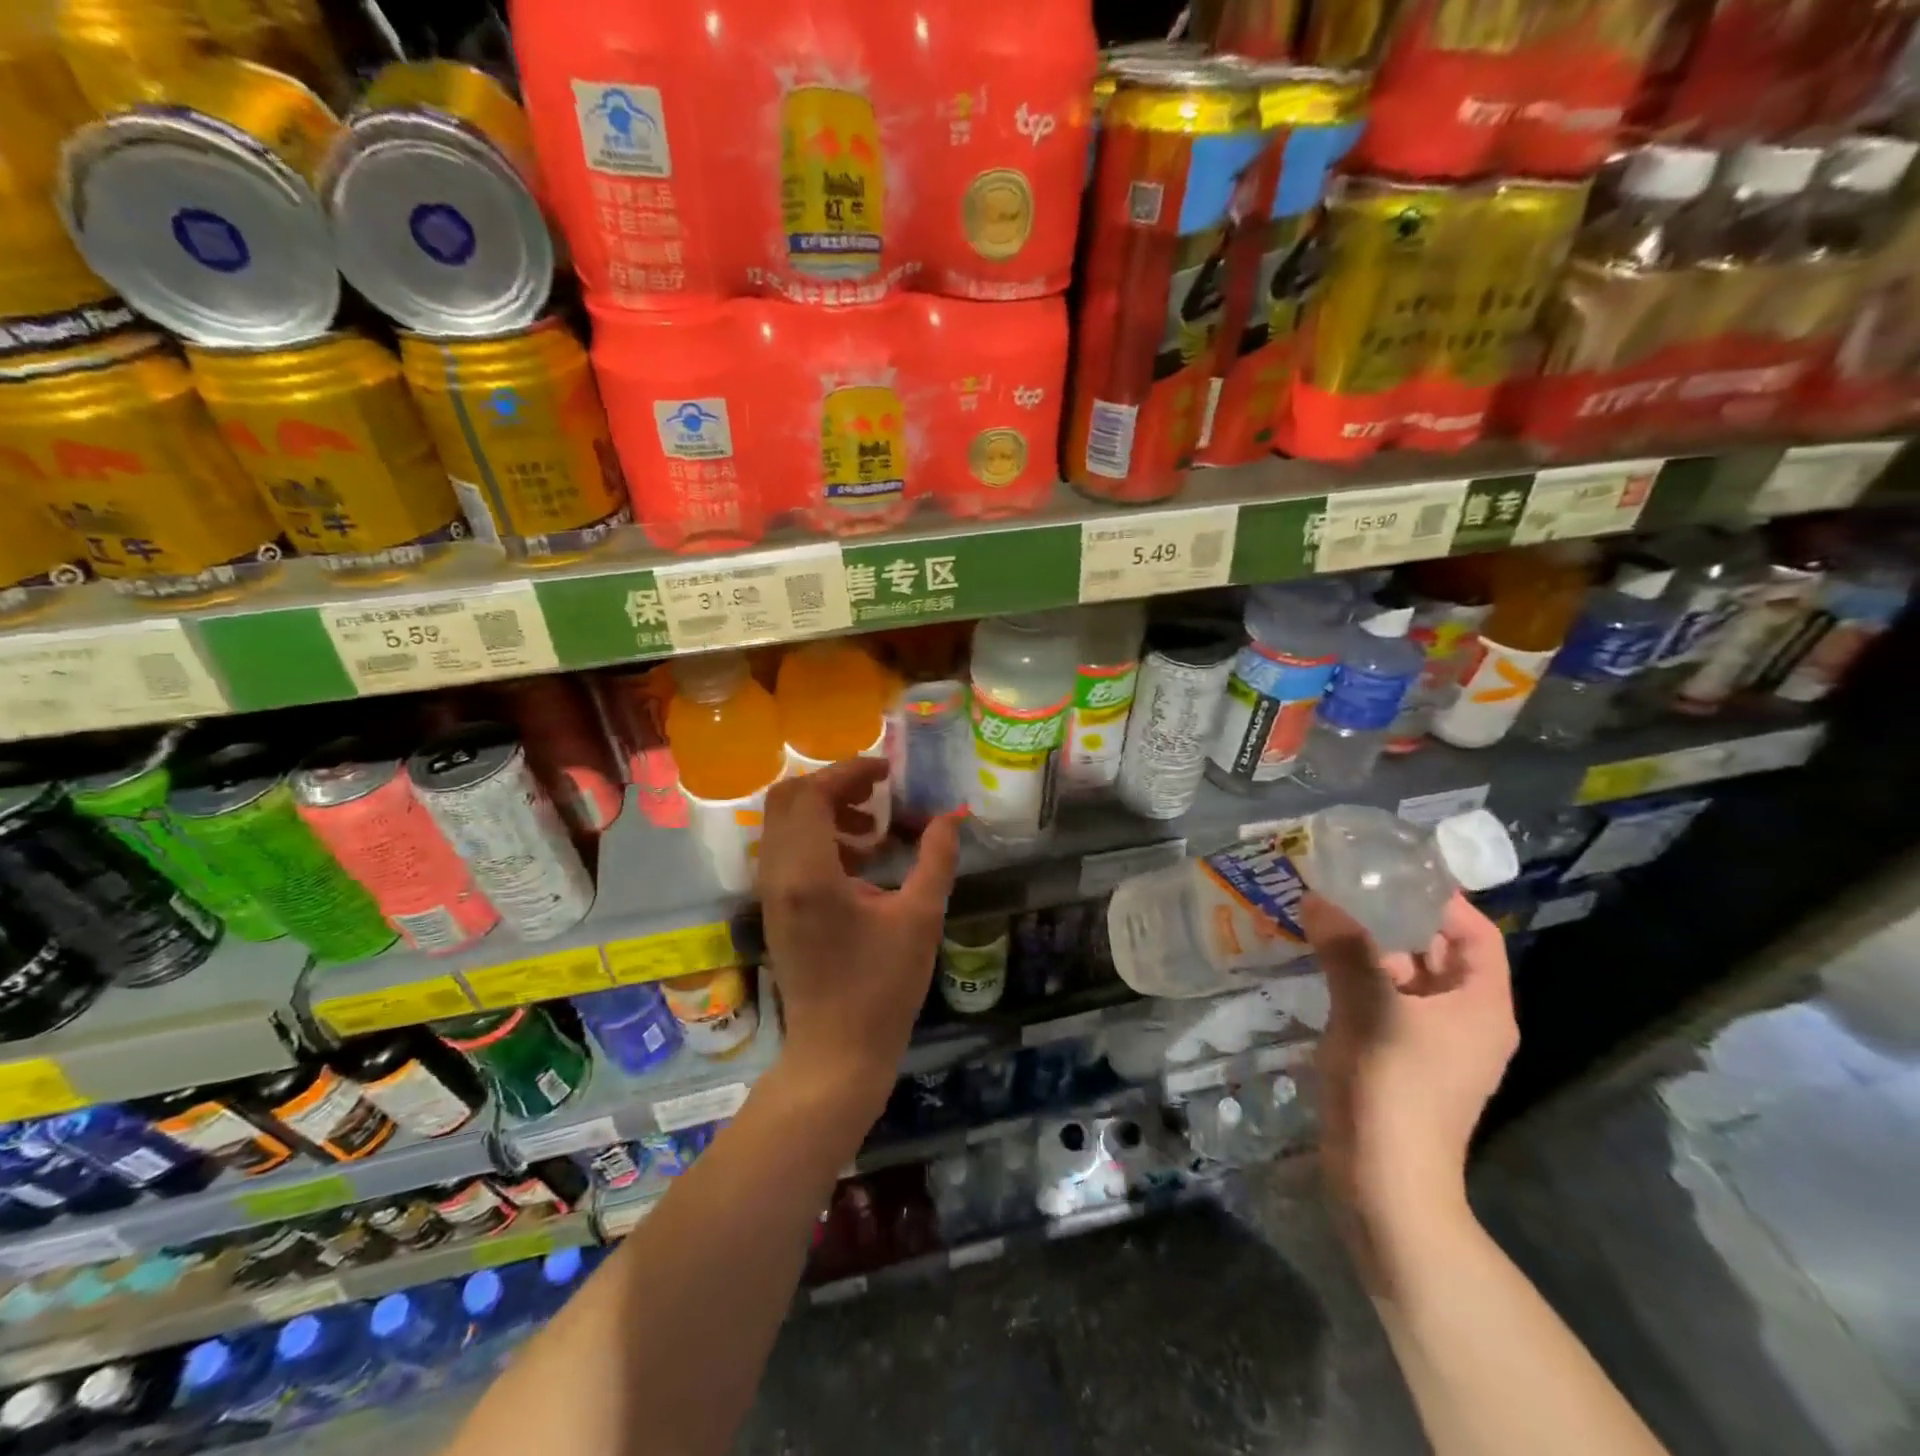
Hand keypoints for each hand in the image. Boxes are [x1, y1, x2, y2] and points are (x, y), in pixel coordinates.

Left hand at [757, 759, 959, 1105]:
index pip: (812, 794)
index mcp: (809, 874)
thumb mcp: (921, 919)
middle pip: (788, 798)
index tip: (887, 771)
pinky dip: (820, 838)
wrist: (836, 1053)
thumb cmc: (882, 989)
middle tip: (878, 793)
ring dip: (826, 811)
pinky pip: (788, 850)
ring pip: (784, 823)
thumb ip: (936, 859)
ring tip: (875, 829)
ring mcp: (772, 892)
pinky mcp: (776, 908)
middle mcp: (779, 875)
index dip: (849, 771)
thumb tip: (951, 816)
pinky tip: (862, 861)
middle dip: (833, 785)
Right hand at [1300, 891, 1516, 1231]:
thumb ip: (1345, 948)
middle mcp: (1464, 1018)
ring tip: (1325, 910)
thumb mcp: (1368, 1007)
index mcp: (1480, 1005)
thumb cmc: (1393, 1087)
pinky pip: (1381, 1000)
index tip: (1393, 869)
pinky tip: (1319, 957)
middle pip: (1436, 951)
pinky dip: (1356, 975)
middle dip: (1393, 916)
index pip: (1476, 933)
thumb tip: (1317, 898)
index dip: (1442, 899)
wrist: (1384, 1180)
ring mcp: (1429, 1040)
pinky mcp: (1397, 1056)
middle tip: (1347, 882)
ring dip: (1367, 945)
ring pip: (1402, 975)